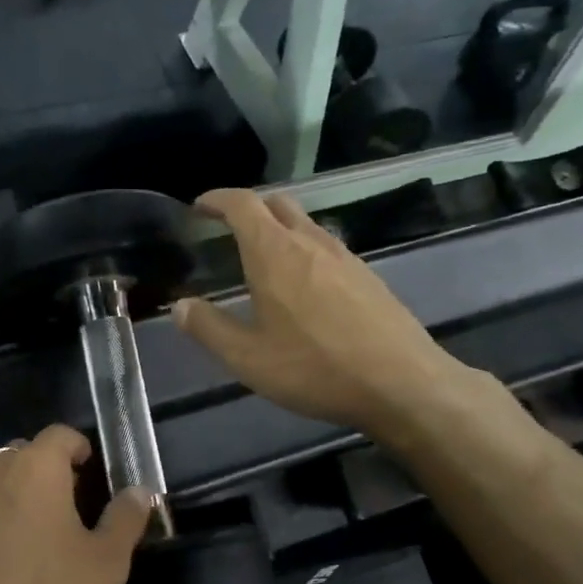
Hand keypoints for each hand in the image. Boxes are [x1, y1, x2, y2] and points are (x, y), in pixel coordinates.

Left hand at [0, 426, 149, 583]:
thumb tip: (139, 491)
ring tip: (29, 539)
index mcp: (36, 468)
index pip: (60, 434)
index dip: (79, 448)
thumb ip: (126, 518)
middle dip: (46, 472)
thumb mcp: (107, 563)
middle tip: (65, 510)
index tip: (90, 475)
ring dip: (12, 497)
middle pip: (23, 455)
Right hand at [172, 188, 474, 437]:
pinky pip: (327, 247)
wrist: (402, 384)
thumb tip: (180, 306)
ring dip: (279, 228)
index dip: (217, 199)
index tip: (200, 207)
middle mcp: (310, 242)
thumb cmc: (315, 368)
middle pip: (276, 204)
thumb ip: (208, 328)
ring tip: (264, 258)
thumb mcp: (248, 358)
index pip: (242, 204)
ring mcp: (344, 256)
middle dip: (249, 208)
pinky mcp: (368, 276)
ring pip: (305, 224)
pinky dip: (304, 250)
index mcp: (274, 252)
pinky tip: (304, 286)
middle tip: (229, 229)